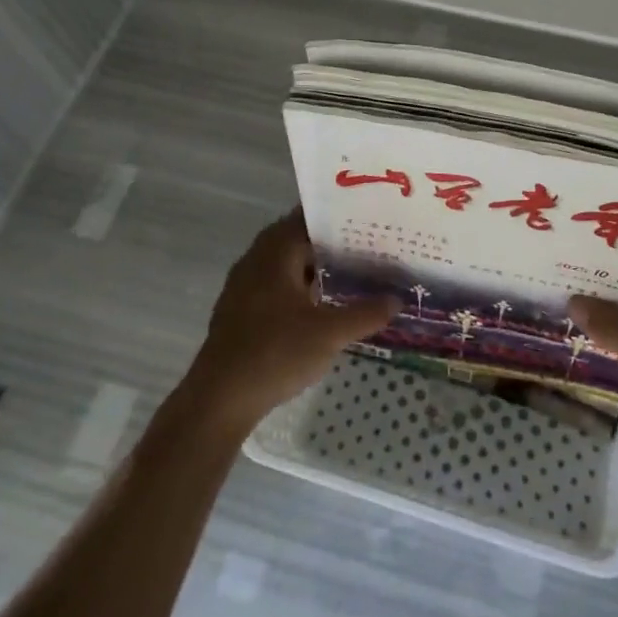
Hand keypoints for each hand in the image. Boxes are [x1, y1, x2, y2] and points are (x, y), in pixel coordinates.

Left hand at [183, 210, 399, 430]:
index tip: (366, 218)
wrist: (219, 400)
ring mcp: (243, 285)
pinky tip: (318, 303)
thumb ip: (366, 313)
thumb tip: (397, 299)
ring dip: (312, 263)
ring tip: (349, 270)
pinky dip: (296, 283)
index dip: (337, 216)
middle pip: (296, 237)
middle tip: (365, 243)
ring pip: (284, 261)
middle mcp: (256, 259)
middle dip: (328, 240)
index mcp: (276, 252)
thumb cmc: (275, 354)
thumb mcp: (330, 334)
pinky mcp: (238, 309)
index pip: (308, 217)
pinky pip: (273, 282)